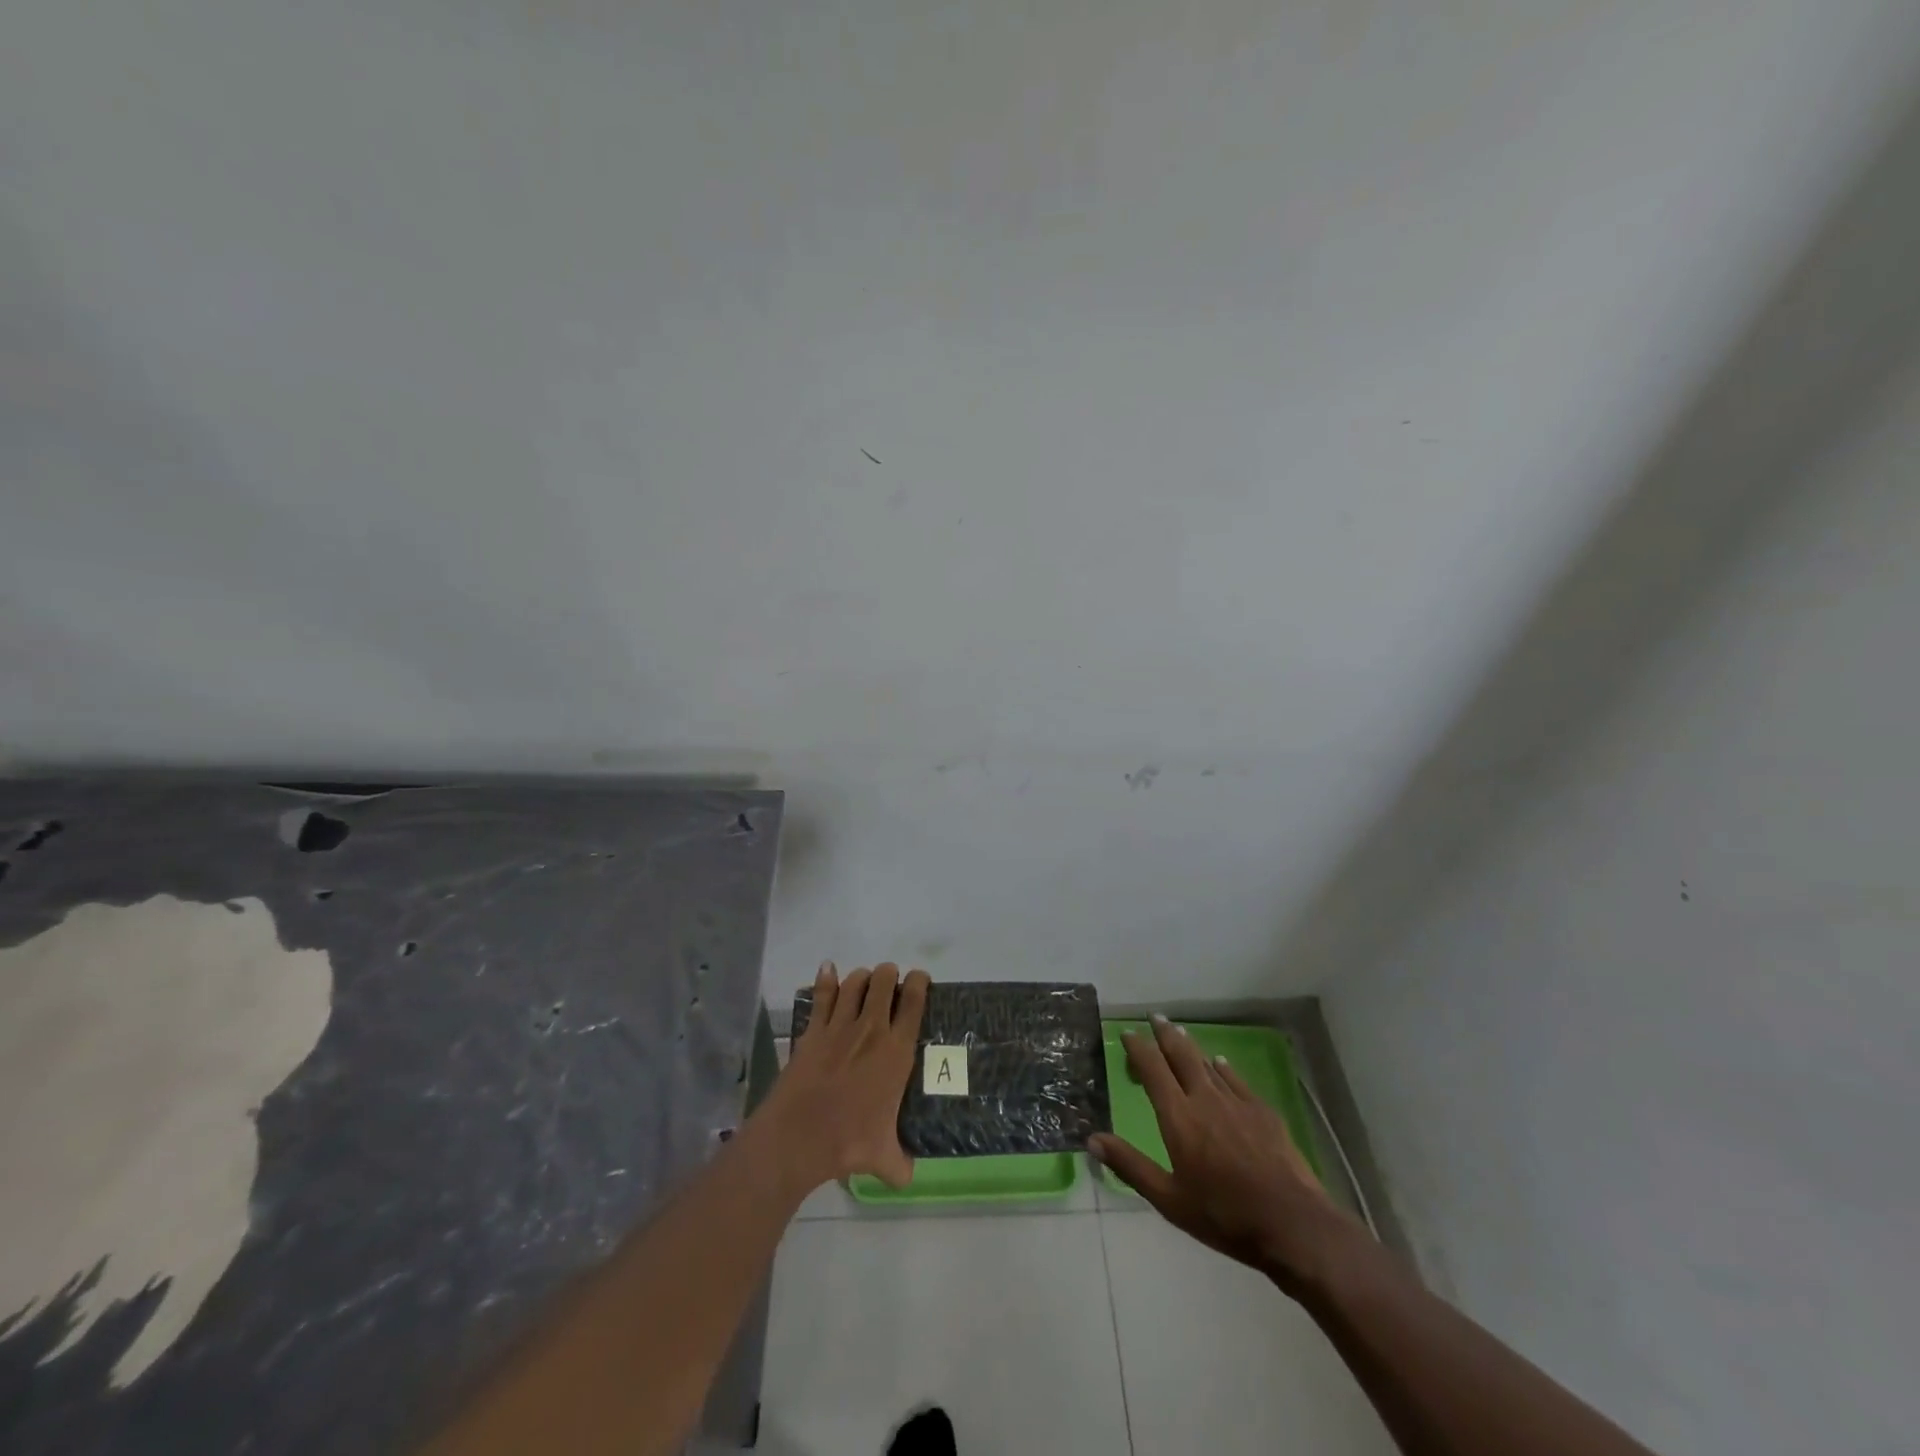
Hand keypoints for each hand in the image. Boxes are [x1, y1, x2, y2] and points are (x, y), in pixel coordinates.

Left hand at [756, 961, 929, 1193]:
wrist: (798, 1137)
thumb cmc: (848, 1143)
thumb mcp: (883, 1158)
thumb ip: (900, 1163)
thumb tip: (908, 1176)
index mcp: (896, 1052)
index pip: (914, 1002)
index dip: (919, 982)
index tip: (920, 978)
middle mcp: (871, 1030)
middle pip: (884, 981)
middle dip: (890, 975)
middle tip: (890, 983)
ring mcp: (839, 1026)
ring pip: (855, 983)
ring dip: (863, 977)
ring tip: (865, 982)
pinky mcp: (813, 1030)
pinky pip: (822, 995)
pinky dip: (826, 978)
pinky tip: (828, 969)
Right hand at [1089, 1016, 1366, 1293]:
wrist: (1292, 1223)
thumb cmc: (1225, 1216)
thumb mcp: (1169, 1200)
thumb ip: (1130, 1166)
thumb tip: (1092, 1140)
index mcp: (1178, 1117)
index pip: (1152, 1070)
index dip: (1138, 1049)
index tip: (1128, 1034)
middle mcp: (1205, 1099)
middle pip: (1181, 1055)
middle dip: (1165, 1034)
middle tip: (1155, 1017)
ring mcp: (1237, 1102)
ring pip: (1207, 1064)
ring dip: (1190, 1046)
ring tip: (1180, 1032)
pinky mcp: (1263, 1112)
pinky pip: (1236, 1079)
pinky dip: (1223, 1068)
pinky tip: (1220, 1063)